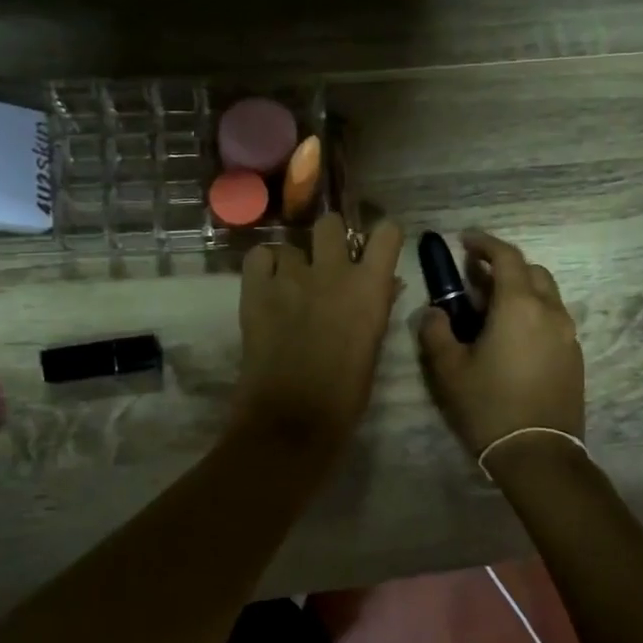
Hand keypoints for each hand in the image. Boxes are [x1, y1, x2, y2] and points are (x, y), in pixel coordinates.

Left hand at [231, 213, 404, 456]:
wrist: (292, 418)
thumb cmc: (345, 393)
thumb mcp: (373, 348)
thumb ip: (378, 307)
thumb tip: (385, 284)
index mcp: (370, 286)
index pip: (386, 233)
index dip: (381, 237)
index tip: (375, 249)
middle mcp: (332, 270)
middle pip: (330, 223)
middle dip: (330, 238)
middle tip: (326, 262)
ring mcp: (290, 276)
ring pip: (291, 244)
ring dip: (294, 262)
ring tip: (290, 286)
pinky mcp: (255, 289)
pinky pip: (259, 256)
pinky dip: (264, 266)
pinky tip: (266, 286)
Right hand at [418, 230, 583, 458]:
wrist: (538, 454)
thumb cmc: (488, 406)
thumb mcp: (448, 369)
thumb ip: (436, 331)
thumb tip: (435, 312)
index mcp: (519, 306)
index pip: (506, 257)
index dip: (485, 243)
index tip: (465, 240)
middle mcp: (550, 312)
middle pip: (531, 271)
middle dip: (504, 266)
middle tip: (475, 277)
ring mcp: (568, 335)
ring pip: (546, 296)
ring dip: (520, 290)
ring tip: (491, 307)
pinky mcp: (574, 357)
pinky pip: (553, 320)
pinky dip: (533, 313)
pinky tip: (512, 337)